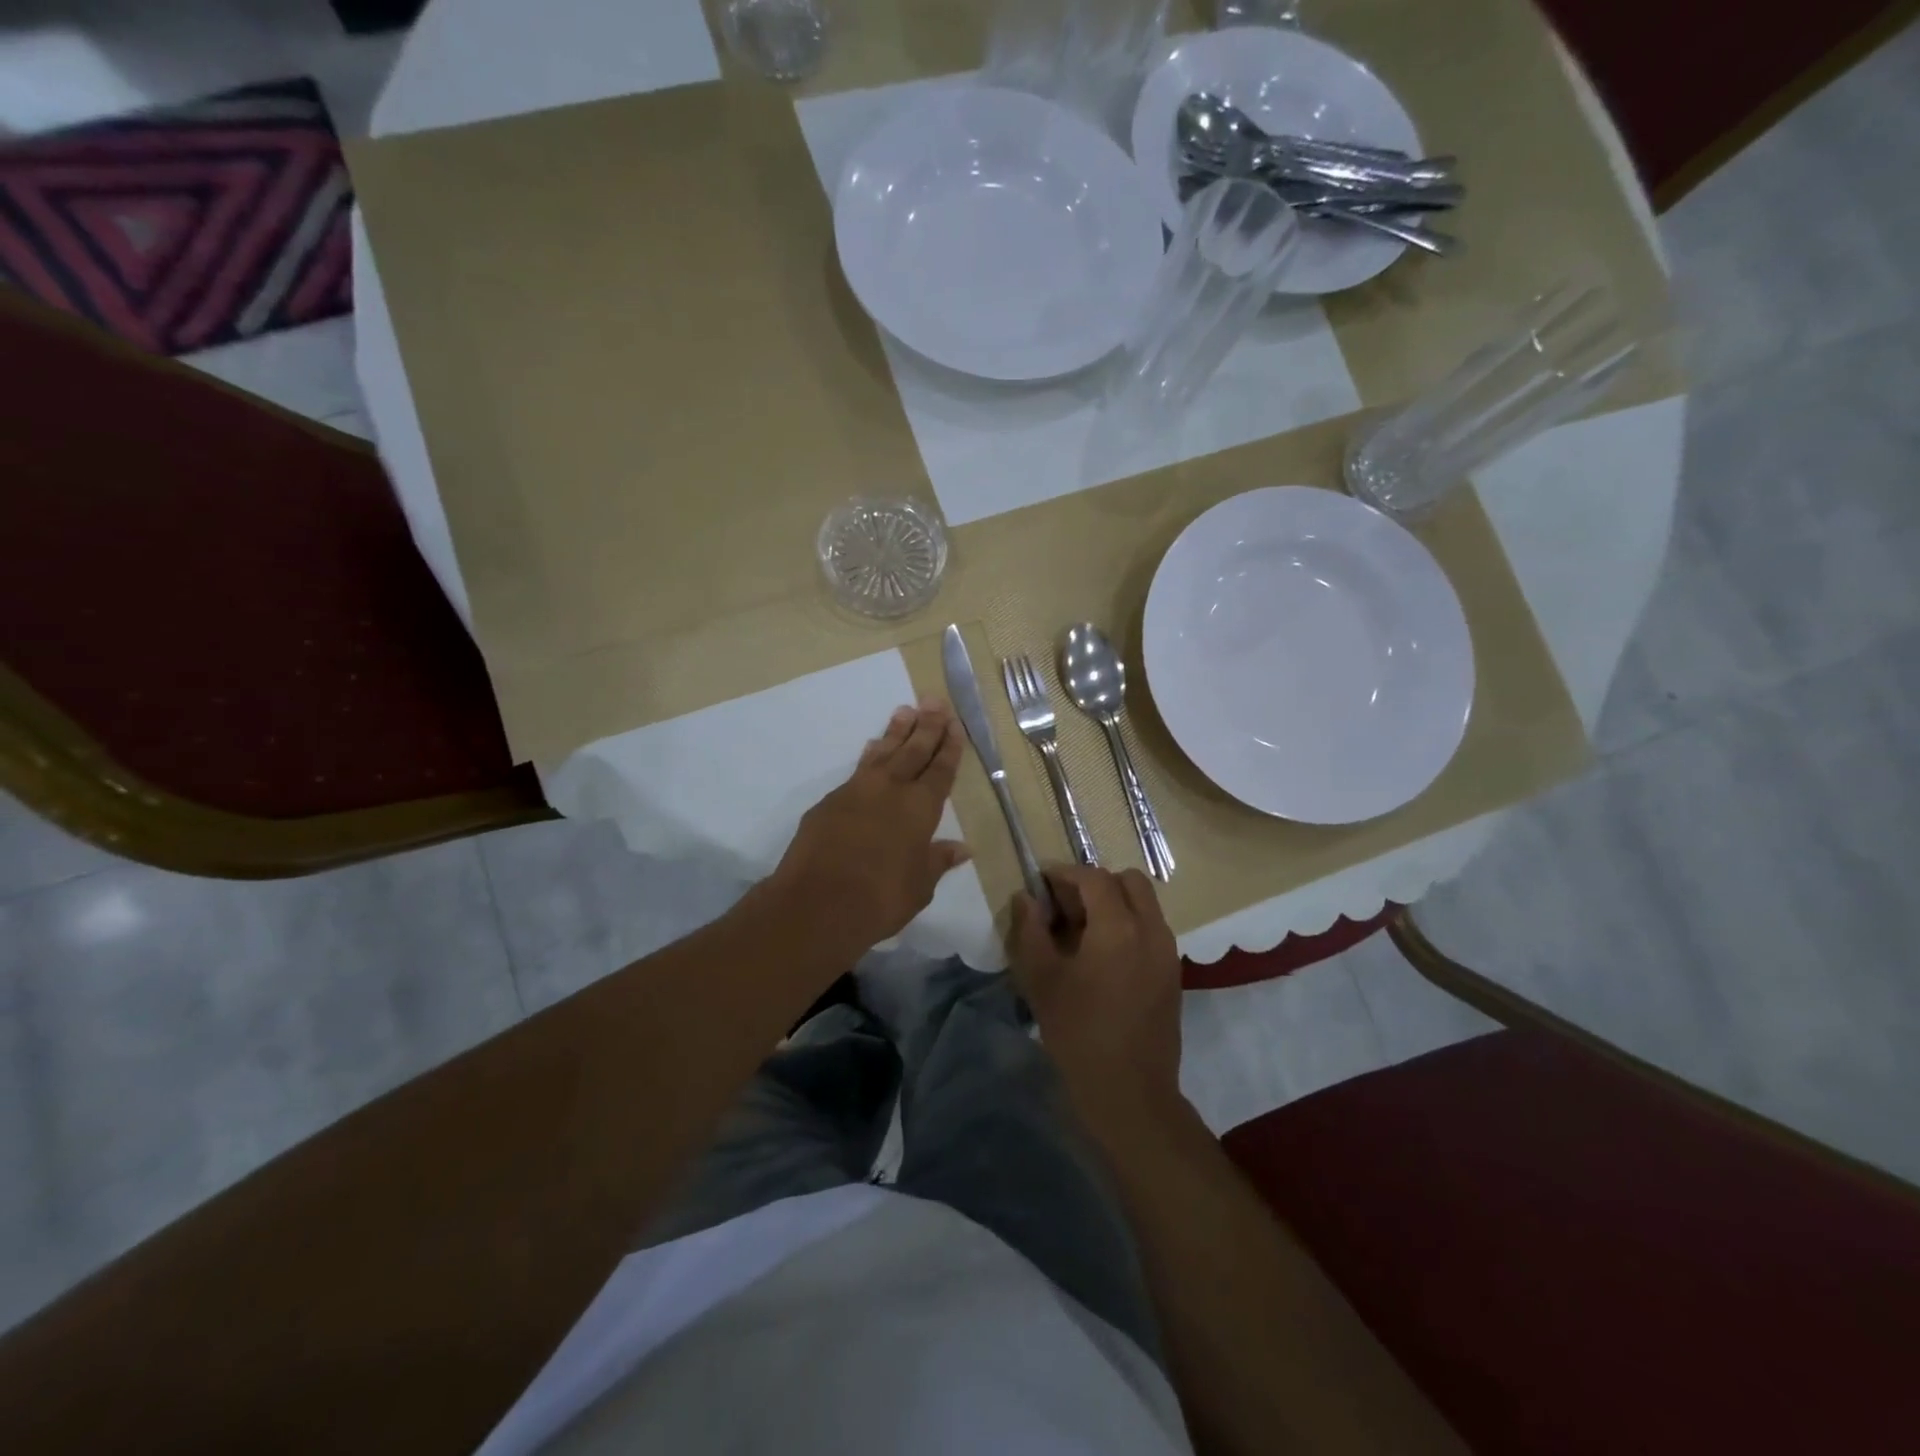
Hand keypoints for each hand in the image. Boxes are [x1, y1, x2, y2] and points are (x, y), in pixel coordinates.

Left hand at [769, 702, 971, 959]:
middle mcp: (891, 790)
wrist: (818, 903)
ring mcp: (857, 791)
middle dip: (927, 726)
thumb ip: (938, 861)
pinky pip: (857, 769)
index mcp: (920, 808)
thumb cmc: (881, 899)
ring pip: (882, 752)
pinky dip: (869, 755)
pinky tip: (871, 748)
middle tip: (934, 701)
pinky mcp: (829, 801)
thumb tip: (962, 848)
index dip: (949, 748)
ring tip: (905, 710)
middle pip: (913, 751)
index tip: (955, 725)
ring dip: (896, 732)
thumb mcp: (920, 886)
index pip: (940, 770)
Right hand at [1008, 865, 1183, 1117]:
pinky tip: (1101, 956)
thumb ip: (1030, 931)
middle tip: (1065, 906)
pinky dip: (1128, 924)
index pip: (1094, 878)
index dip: (1065, 874)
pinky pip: (1151, 928)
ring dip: (1114, 902)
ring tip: (1081, 931)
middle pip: (1128, 881)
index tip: (1041, 883)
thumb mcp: (1041, 980)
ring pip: (1144, 903)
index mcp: (1118, 927)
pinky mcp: (1173, 972)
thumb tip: (1026, 898)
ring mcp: (1168, 951)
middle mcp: (1151, 930)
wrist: (1129, 1092)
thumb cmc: (1078, 1034)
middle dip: (1095, 883)